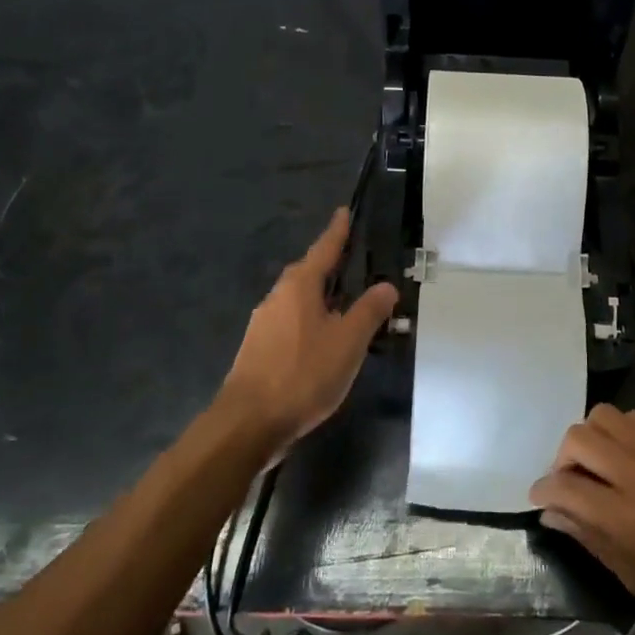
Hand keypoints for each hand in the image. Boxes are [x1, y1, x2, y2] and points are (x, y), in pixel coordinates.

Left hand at [216, 208, 398, 453]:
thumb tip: (386, 285)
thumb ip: (369, 311)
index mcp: (300, 286)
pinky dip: (309, 320)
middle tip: (352, 261)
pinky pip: (290, 321)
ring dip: (320, 297)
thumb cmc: (303, 374)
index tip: (344, 212)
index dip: (337, 231)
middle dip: (329, 266)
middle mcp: (278, 297)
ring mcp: (263, 324)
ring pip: (297, 299)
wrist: (248, 423)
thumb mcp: (348, 342)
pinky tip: (321, 339)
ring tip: (343, 304)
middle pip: (307, 272)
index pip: (324, 249)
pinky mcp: (258, 349)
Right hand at [530, 405, 634, 634]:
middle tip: (570, 484)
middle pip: (577, 439)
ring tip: (599, 466)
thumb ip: (591, 539)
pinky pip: (633, 418)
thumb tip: (553, 514)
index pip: (562, 486)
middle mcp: (634, 472)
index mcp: (622, 516)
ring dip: (590, 440)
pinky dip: (619, 433)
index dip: (542, 491)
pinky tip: (629, 458)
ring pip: (602, 417)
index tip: (541, 499)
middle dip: (562, 460)